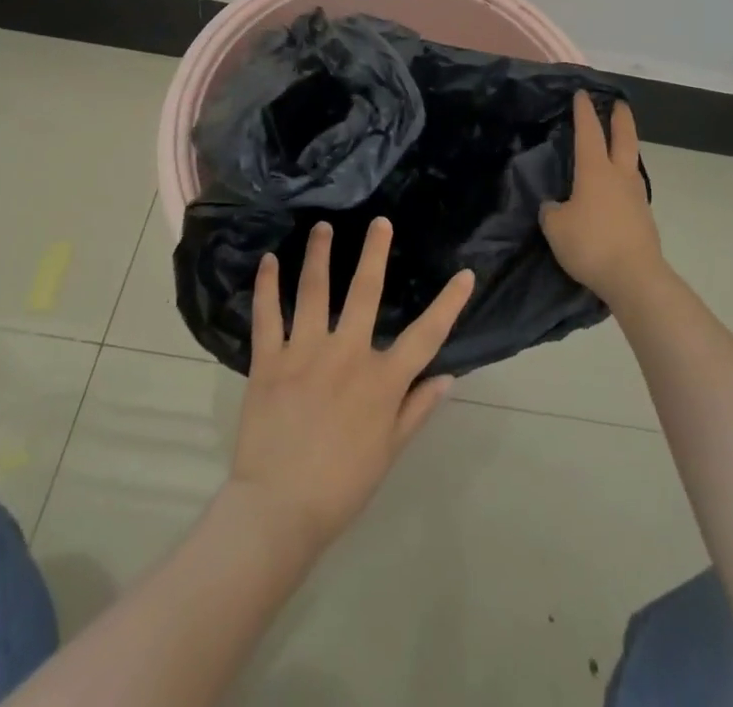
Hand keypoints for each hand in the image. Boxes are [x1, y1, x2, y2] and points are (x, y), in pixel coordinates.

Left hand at [230, 217, 473, 552]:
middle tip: (379, 222)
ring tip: (322, 226)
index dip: (449, 304)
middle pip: (364, 292)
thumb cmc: (341, 486)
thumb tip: (449, 376)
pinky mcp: (269, 360)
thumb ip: (417, 409)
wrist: (278, 510)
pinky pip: (268, 316)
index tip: (465, 274)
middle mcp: (346, 354)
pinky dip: (267, 286)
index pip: (426, 336)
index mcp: (381, 381)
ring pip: (313, 291)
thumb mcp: (389, 452)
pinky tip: (268, 261)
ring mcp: (305, 352)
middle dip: (374, 253)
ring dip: (318, 255)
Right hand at [541, 95, 665, 306]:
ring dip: (626, 148)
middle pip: (624, 138)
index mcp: (595, 171)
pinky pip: (632, 188)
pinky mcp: (644, 218)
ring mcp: (636, 197)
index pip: (588, 132)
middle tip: (618, 104)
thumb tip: (557, 206)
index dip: (584, 112)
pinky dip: (624, 179)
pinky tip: (617, 189)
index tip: (582, 94)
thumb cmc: (591, 244)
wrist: (635, 278)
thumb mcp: (556, 227)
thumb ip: (552, 211)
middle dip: (620, 118)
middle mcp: (619, 176)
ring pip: (631, 163)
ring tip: (618, 146)